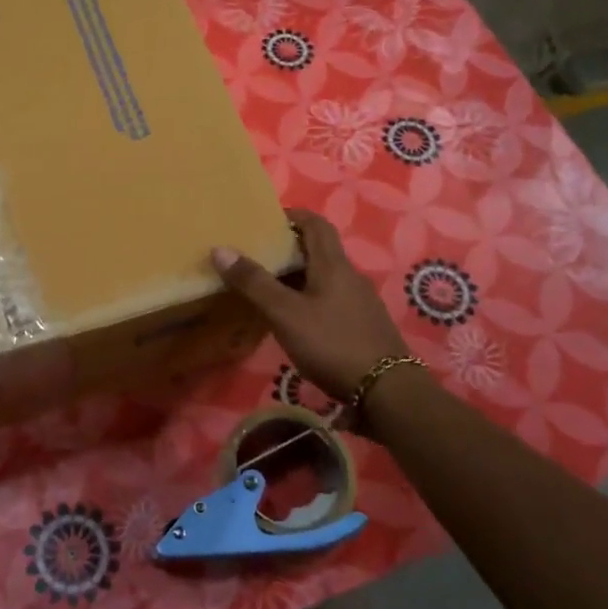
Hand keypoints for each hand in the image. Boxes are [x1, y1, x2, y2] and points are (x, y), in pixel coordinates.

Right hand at [212, 208, 408, 401]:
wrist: (386, 392)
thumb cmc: (332, 344)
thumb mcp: (285, 313)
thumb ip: (254, 282)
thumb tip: (221, 249)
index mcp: (333, 265)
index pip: (315, 223)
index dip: (291, 216)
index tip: (264, 221)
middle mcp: (350, 276)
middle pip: (318, 250)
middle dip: (288, 248)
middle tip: (255, 256)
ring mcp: (359, 302)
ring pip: (323, 277)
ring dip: (296, 276)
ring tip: (266, 288)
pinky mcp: (362, 326)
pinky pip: (330, 300)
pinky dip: (308, 299)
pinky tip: (293, 319)